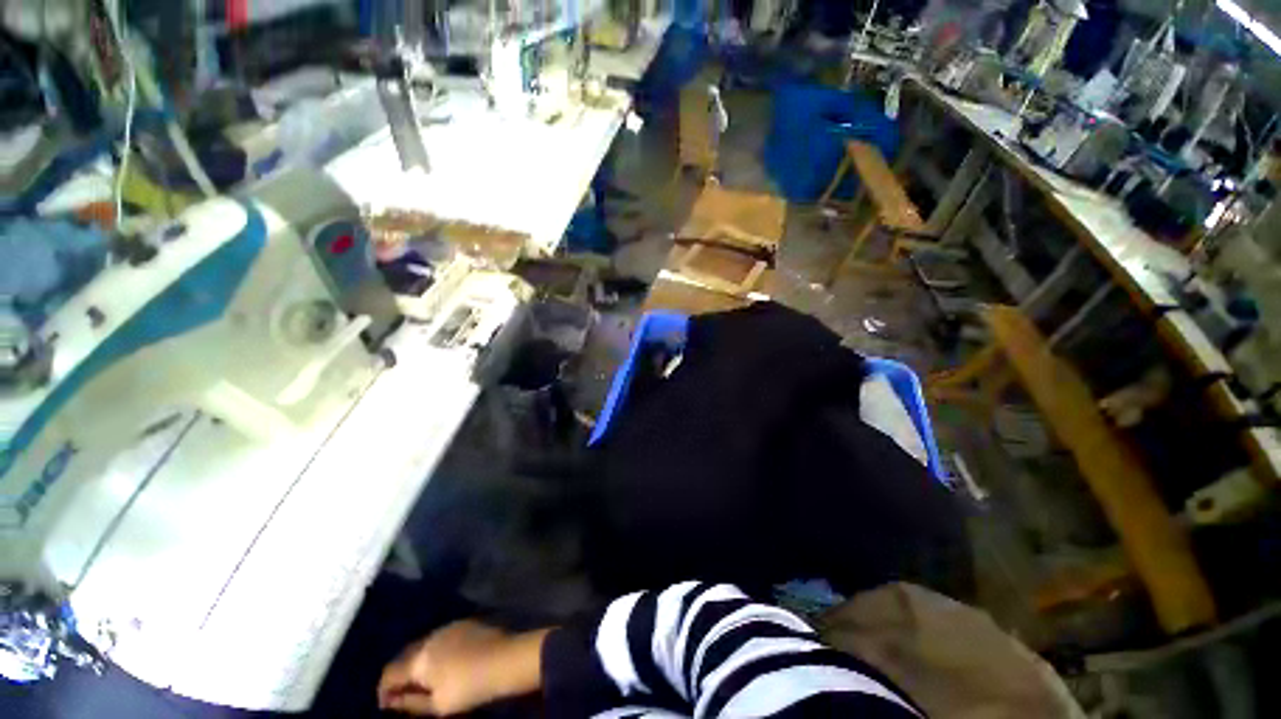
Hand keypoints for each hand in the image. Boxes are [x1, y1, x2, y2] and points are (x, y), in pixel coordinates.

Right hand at [377, 620, 548, 715]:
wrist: (505, 659)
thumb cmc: (468, 687)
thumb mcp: (437, 705)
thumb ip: (411, 703)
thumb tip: (392, 702)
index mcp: (419, 658)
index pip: (390, 673)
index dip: (383, 690)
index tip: (386, 704)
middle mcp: (430, 637)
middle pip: (406, 656)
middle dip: (401, 673)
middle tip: (402, 692)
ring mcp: (449, 627)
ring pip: (423, 645)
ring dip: (418, 661)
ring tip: (423, 679)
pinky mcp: (465, 624)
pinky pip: (440, 638)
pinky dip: (435, 651)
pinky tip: (443, 663)